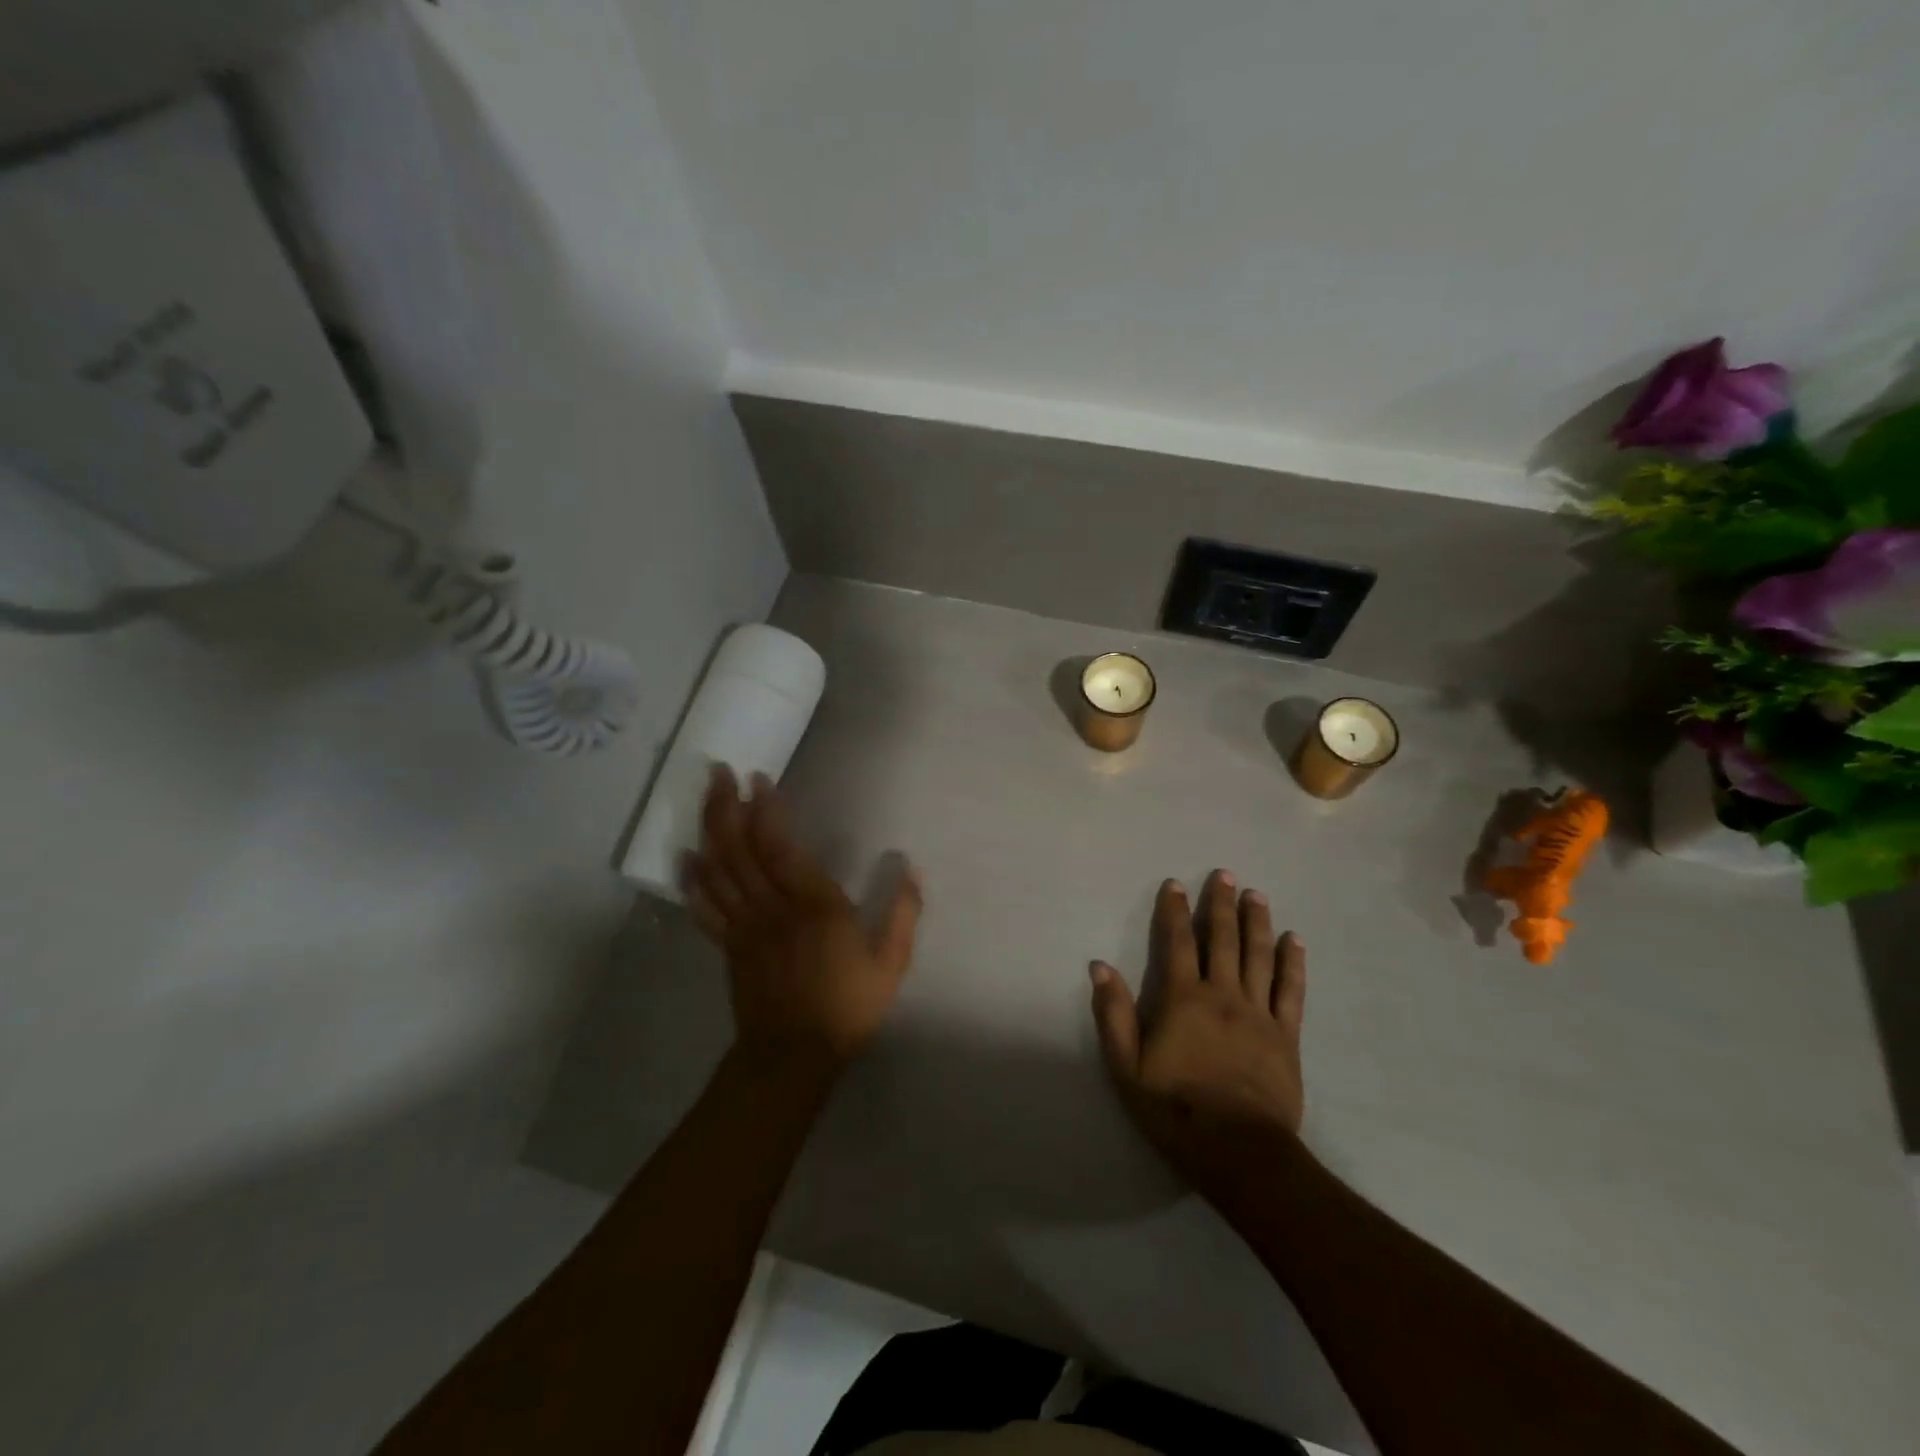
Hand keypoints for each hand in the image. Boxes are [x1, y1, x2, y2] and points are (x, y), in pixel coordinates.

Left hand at [686, 766, 921, 1080]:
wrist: (793, 1057)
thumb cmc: (846, 1006)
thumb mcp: (890, 964)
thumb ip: (901, 913)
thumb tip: (910, 867)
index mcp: (814, 906)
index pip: (780, 847)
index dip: (766, 810)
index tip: (758, 779)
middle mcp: (772, 908)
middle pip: (740, 850)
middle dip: (726, 806)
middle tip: (718, 772)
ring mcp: (744, 927)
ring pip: (720, 870)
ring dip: (709, 829)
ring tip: (707, 796)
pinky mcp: (728, 946)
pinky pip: (705, 907)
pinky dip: (692, 880)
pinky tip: (684, 857)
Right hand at [1089, 871, 1306, 1191]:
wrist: (1239, 1153)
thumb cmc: (1175, 1110)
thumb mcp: (1126, 1067)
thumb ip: (1113, 1014)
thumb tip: (1100, 966)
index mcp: (1184, 999)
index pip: (1178, 943)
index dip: (1175, 911)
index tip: (1175, 884)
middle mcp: (1223, 995)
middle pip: (1223, 939)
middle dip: (1221, 904)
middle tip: (1225, 874)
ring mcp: (1258, 1014)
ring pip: (1259, 956)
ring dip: (1257, 921)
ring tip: (1256, 894)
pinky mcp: (1285, 1035)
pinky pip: (1291, 990)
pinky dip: (1292, 962)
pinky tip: (1293, 940)